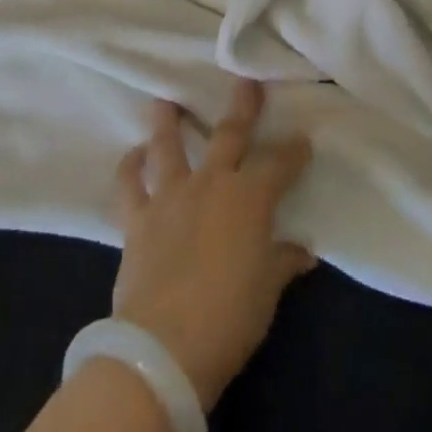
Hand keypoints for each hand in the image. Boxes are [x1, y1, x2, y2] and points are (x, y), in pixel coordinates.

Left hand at [111, 79, 315, 409]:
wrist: (163, 348)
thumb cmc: (229, 317)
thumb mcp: (267, 291)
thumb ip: (283, 262)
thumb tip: (302, 251)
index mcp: (249, 198)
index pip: (278, 164)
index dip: (293, 151)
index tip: (302, 139)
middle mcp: (210, 184)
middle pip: (229, 135)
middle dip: (242, 108)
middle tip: (246, 82)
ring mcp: (170, 197)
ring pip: (168, 147)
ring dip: (166, 121)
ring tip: (164, 100)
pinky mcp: (137, 220)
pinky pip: (129, 186)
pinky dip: (129, 168)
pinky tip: (133, 155)